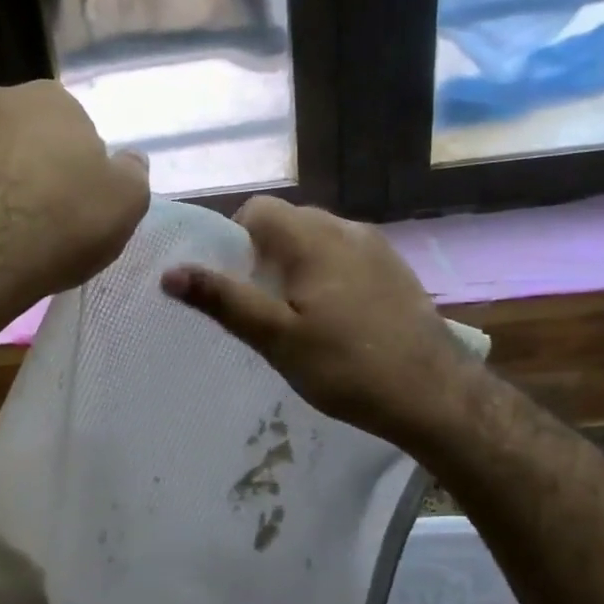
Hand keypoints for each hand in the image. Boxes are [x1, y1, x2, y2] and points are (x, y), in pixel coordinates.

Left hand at [0, 81, 149, 320]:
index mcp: (50, 100)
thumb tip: (128, 160)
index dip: (76, 164)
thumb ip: (132, 173)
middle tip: (38, 214)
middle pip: (19, 133)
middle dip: (28, 164)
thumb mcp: (126, 204)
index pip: (71, 125)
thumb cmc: (62, 225)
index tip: (75, 201)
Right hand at [160, 196, 479, 449]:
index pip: (258, 210)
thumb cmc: (346, 367)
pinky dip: (330, 275)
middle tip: (264, 307)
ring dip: (299, 266)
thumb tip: (170, 272)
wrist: (433, 393)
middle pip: (289, 222)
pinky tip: (338, 320)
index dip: (236, 241)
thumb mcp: (276, 339)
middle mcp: (346, 228)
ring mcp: (377, 247)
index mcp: (312, 238)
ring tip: (299, 317)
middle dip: (266, 256)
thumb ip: (224, 301)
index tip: (237, 285)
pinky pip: (347, 257)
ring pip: (319, 240)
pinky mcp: (396, 269)